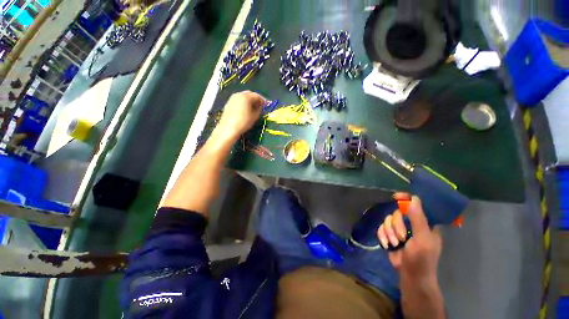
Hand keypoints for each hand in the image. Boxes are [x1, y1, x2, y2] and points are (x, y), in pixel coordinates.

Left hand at [217, 91, 265, 139]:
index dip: (263, 100)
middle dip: (256, 99)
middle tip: (260, 105)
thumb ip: (259, 109)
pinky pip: (238, 100)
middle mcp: (238, 95)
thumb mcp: (255, 116)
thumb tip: (260, 106)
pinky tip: (246, 110)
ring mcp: (232, 98)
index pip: (257, 95)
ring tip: (253, 108)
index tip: (267, 105)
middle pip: (249, 94)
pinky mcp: (228, 103)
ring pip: (243, 96)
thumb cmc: (243, 122)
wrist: (228, 129)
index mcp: (246, 97)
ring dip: (249, 100)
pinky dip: (243, 103)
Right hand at [377, 193, 441, 282]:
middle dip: (396, 225)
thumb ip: (418, 219)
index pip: (416, 205)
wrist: (410, 276)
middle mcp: (411, 224)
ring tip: (395, 244)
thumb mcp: (422, 239)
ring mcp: (400, 229)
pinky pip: (381, 227)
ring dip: (389, 232)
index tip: (396, 197)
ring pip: (387, 220)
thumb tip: (413, 198)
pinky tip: (387, 244)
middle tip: (401, 237)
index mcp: (425, 223)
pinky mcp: (390, 234)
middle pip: (397, 213)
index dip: (406, 199)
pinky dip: (382, 235)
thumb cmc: (421, 259)